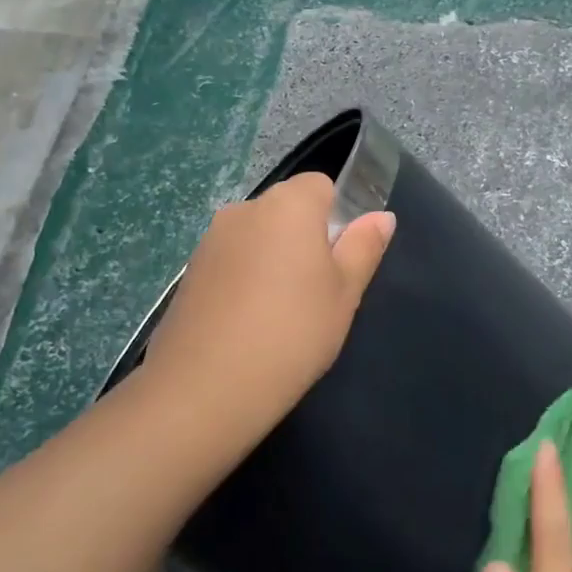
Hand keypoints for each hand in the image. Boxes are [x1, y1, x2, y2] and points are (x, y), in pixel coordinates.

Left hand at [136, 172, 393, 443]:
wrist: (206, 387)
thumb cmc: (293, 333)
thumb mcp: (344, 293)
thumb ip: (363, 247)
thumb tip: (381, 216)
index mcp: (288, 206)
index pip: (320, 185)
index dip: (336, 215)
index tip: (340, 259)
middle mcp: (244, 210)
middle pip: (286, 209)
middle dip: (304, 237)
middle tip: (317, 291)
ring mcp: (210, 240)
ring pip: (257, 236)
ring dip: (273, 259)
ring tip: (280, 313)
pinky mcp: (189, 272)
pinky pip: (231, 261)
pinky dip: (244, 279)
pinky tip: (248, 323)